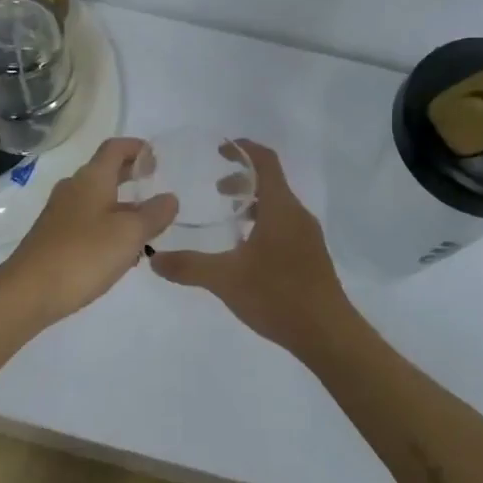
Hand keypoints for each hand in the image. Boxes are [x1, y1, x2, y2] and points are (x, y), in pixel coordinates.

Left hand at [0, 137, 178, 325]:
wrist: (28, 292)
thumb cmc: (83, 254)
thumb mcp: (130, 234)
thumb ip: (154, 214)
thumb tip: (170, 198)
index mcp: (91, 179)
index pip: (115, 148)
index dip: (136, 148)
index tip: (156, 158)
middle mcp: (73, 189)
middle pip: (105, 171)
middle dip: (130, 175)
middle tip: (154, 185)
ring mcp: (60, 214)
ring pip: (96, 199)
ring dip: (121, 204)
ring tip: (145, 224)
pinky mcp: (53, 237)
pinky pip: (87, 221)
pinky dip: (107, 225)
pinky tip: (119, 251)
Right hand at [150, 141, 352, 350]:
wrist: (327, 334)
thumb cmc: (278, 295)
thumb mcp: (225, 279)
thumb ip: (189, 266)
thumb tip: (154, 259)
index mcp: (281, 209)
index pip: (265, 162)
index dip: (244, 149)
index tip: (220, 148)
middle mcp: (297, 216)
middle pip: (272, 182)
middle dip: (243, 179)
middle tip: (216, 189)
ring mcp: (307, 237)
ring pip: (278, 206)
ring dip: (253, 203)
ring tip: (228, 218)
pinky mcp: (310, 257)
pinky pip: (284, 226)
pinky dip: (263, 223)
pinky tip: (246, 250)